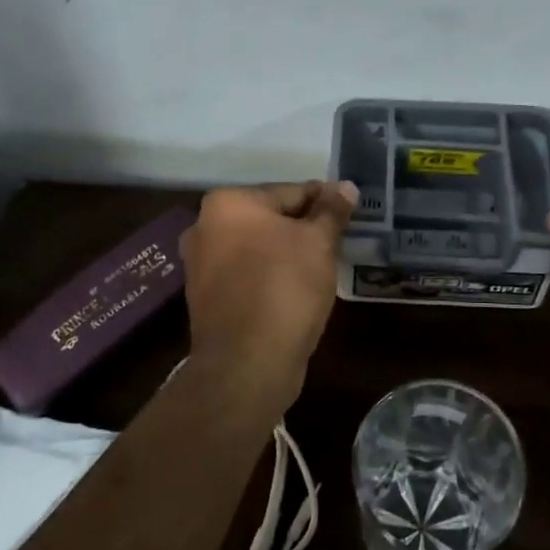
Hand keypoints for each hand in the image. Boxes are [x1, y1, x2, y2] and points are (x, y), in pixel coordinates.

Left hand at [180, 181, 356, 399]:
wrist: (247, 362)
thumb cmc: (284, 287)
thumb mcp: (318, 243)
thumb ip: (332, 211)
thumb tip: (346, 186)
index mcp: (228, 203)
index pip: (290, 191)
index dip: (324, 202)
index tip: (348, 213)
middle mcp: (205, 227)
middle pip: (270, 219)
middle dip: (303, 228)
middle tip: (339, 241)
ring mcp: (201, 265)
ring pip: (259, 248)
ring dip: (288, 254)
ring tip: (322, 267)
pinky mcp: (207, 298)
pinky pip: (248, 275)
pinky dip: (271, 277)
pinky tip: (297, 291)